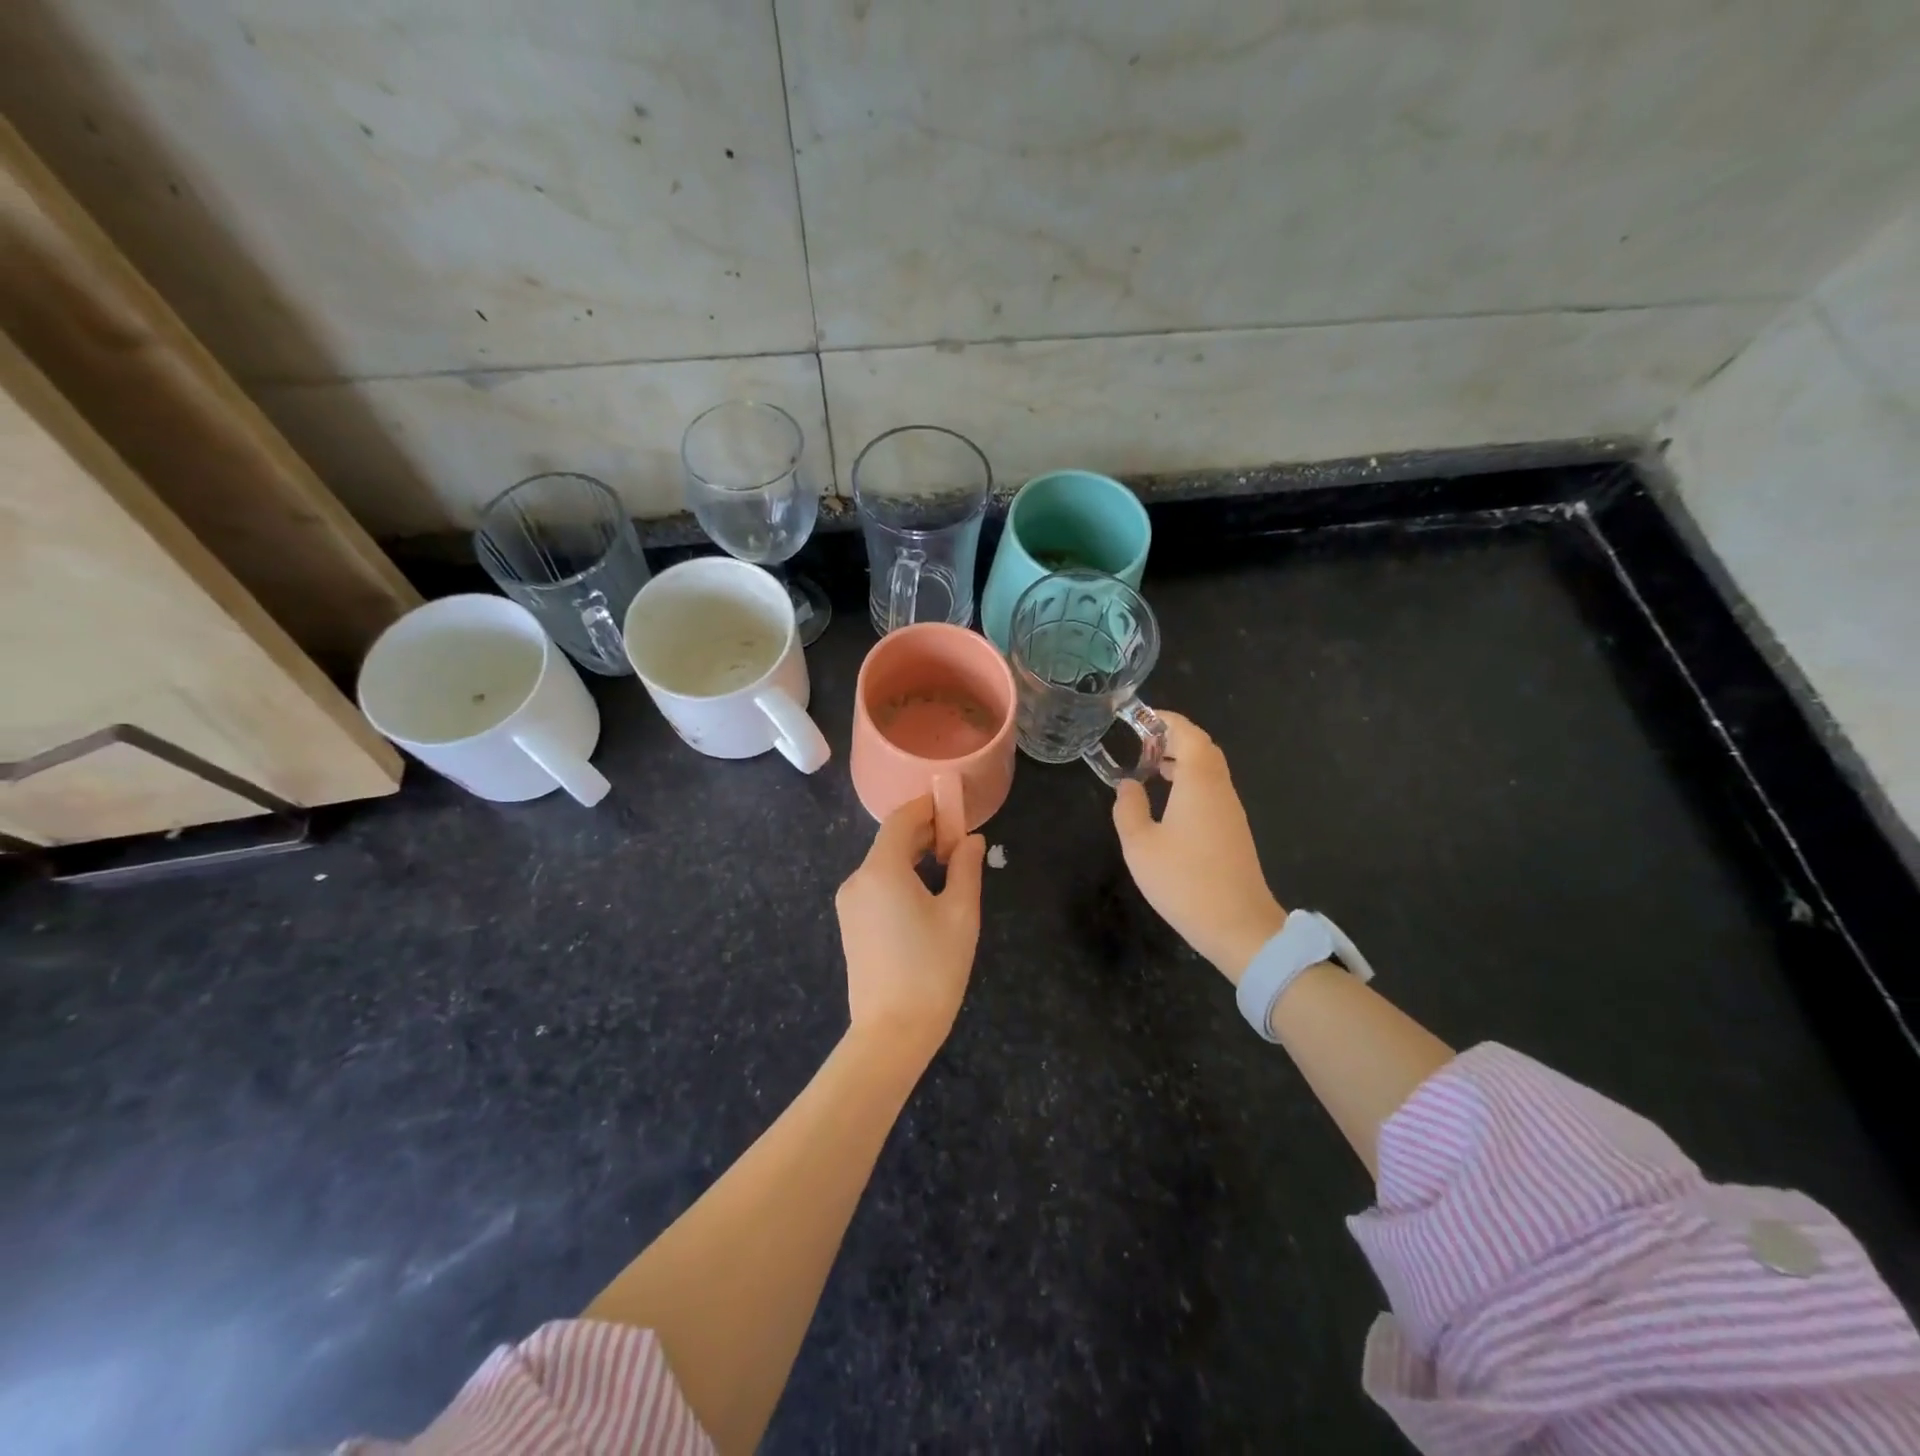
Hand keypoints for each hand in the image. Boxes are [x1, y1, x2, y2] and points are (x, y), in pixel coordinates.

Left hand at [836, 796, 986, 1060]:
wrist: (892, 1032)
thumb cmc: (933, 968)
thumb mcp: (961, 914)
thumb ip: (966, 868)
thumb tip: (972, 840)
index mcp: (881, 870)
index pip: (901, 820)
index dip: (928, 807)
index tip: (954, 807)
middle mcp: (858, 879)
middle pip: (890, 841)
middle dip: (924, 832)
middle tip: (959, 839)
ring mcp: (850, 903)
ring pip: (883, 864)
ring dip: (913, 856)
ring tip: (948, 865)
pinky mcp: (850, 924)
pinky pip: (876, 885)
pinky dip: (900, 877)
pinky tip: (925, 893)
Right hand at [1111, 712, 1286, 981]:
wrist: (1238, 926)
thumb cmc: (1184, 881)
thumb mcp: (1140, 845)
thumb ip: (1129, 808)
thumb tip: (1128, 784)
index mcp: (1199, 782)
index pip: (1188, 733)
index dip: (1166, 719)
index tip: (1140, 718)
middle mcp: (1220, 789)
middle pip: (1203, 747)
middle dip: (1173, 738)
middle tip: (1141, 744)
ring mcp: (1231, 811)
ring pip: (1209, 770)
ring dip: (1182, 761)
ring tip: (1150, 769)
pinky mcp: (1234, 831)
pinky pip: (1212, 791)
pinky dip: (1190, 782)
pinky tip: (1168, 803)